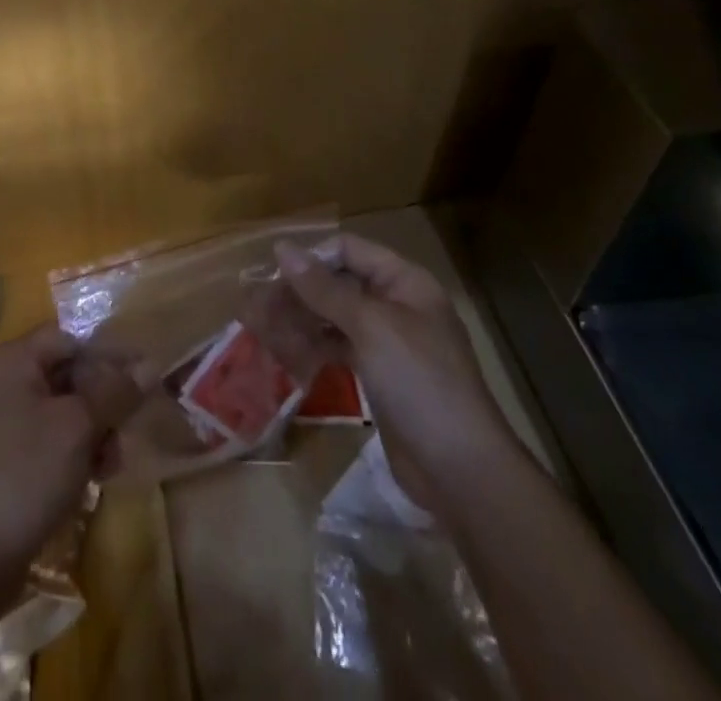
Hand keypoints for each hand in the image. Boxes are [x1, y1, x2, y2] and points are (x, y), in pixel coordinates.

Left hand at [0, 324, 141, 590]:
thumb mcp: (78, 427)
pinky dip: (79, 452)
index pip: (74, 338)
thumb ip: (115, 392)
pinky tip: (97, 477)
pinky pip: (56, 440)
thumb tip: (150, 364)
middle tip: (133, 426)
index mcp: (19, 360)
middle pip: (73, 373)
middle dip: (107, 399)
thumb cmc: (25, 475)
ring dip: (98, 430)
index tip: (147, 377)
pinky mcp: (13, 460)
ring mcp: (9, 422)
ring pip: (69, 410)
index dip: (111, 354)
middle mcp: (11, 382)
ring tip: (114, 462)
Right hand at [273, 235, 520, 510]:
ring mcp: (389, 343)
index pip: (349, 250)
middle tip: (259, 307)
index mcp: (405, 282)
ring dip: (302, 319)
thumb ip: (324, 288)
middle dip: (300, 291)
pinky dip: (315, 347)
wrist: (461, 472)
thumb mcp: (370, 327)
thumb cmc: (419, 383)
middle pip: (339, 282)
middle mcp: (397, 305)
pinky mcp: (380, 376)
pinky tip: (289, 354)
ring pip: (336, 317)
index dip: (311, 257)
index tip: (272, 274)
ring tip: (265, 330)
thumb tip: (283, 248)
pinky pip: (340, 348)